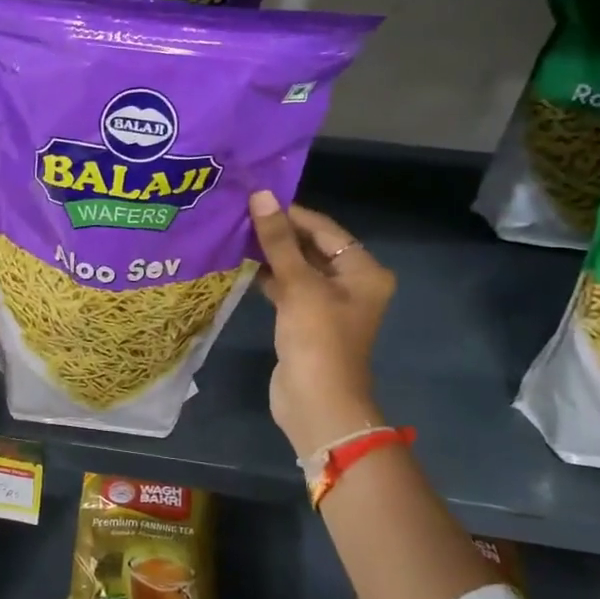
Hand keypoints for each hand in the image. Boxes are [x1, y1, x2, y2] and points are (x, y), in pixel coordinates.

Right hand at [248, 192, 395, 457]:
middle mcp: (351, 283)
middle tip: (240, 213)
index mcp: (363, 270)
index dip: (291, 213)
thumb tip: (260, 196)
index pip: (324, 229)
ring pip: (297, 268)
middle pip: (312, 247)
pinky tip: (241, 264)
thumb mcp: (298, 284)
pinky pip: (288, 289)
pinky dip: (268, 277)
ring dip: (271, 254)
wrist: (317, 402)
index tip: (255, 197)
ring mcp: (328, 304)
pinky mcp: (306, 321)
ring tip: (235, 233)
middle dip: (278, 233)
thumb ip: (278, 240)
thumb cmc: (317, 337)